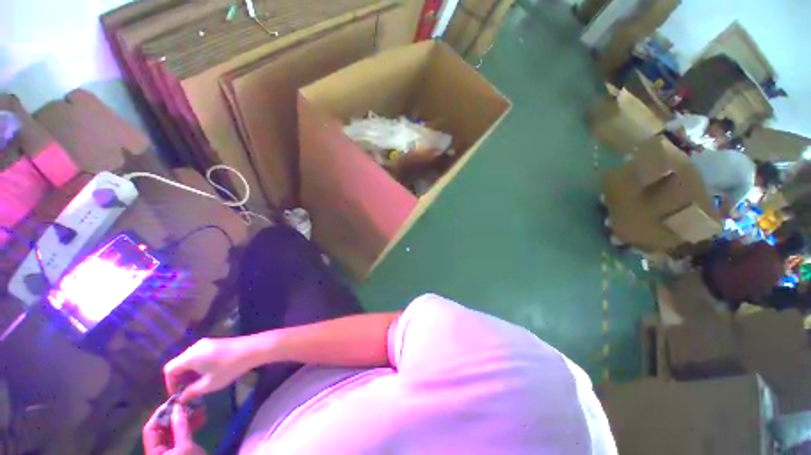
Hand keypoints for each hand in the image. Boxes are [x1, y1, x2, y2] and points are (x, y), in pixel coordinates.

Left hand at [143, 400, 206, 454]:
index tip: (177, 400)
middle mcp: (159, 450)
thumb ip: (180, 427)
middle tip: (192, 402)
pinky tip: (201, 417)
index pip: (151, 429)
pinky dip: (191, 424)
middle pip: (163, 428)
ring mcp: (171, 450)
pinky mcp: (182, 450)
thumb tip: (178, 406)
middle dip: (177, 414)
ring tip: (201, 408)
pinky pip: (182, 434)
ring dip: (186, 418)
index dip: (162, 414)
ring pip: (174, 430)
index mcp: (153, 452)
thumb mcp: (186, 447)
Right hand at [164, 337, 251, 401]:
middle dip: (179, 379)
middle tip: (187, 392)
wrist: (252, 349)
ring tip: (197, 385)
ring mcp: (206, 343)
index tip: (178, 394)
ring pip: (188, 359)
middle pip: (178, 363)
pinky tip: (206, 374)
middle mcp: (195, 347)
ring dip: (189, 373)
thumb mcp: (209, 384)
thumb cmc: (229, 368)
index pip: (169, 369)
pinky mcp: (214, 342)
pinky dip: (197, 366)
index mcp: (190, 356)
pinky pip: (198, 355)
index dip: (169, 383)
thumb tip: (181, 399)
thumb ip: (191, 392)